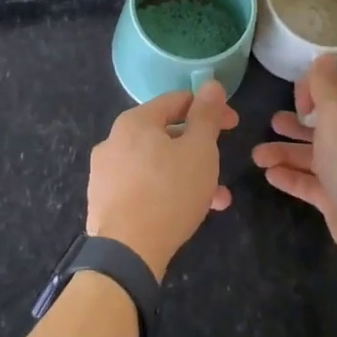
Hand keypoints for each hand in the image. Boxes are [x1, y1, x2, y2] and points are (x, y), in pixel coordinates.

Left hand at [87, 83, 238, 280]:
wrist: (126, 252)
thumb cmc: (169, 192)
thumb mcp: (199, 150)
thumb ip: (206, 116)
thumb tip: (211, 84)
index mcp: (134, 122)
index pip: (177, 102)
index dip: (209, 109)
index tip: (233, 124)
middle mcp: (113, 141)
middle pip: (165, 135)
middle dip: (199, 149)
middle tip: (222, 166)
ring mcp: (104, 173)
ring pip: (156, 165)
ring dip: (187, 175)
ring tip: (215, 198)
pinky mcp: (103, 202)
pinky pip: (142, 187)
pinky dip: (166, 192)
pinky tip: (186, 213)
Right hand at [251, 54, 336, 280]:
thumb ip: (326, 84)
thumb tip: (324, 56)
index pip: (336, 91)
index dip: (314, 88)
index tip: (295, 97)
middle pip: (320, 125)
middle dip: (294, 122)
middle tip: (272, 122)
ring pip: (308, 156)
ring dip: (282, 152)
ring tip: (257, 156)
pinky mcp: (333, 199)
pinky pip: (307, 184)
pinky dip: (288, 177)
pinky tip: (269, 174)